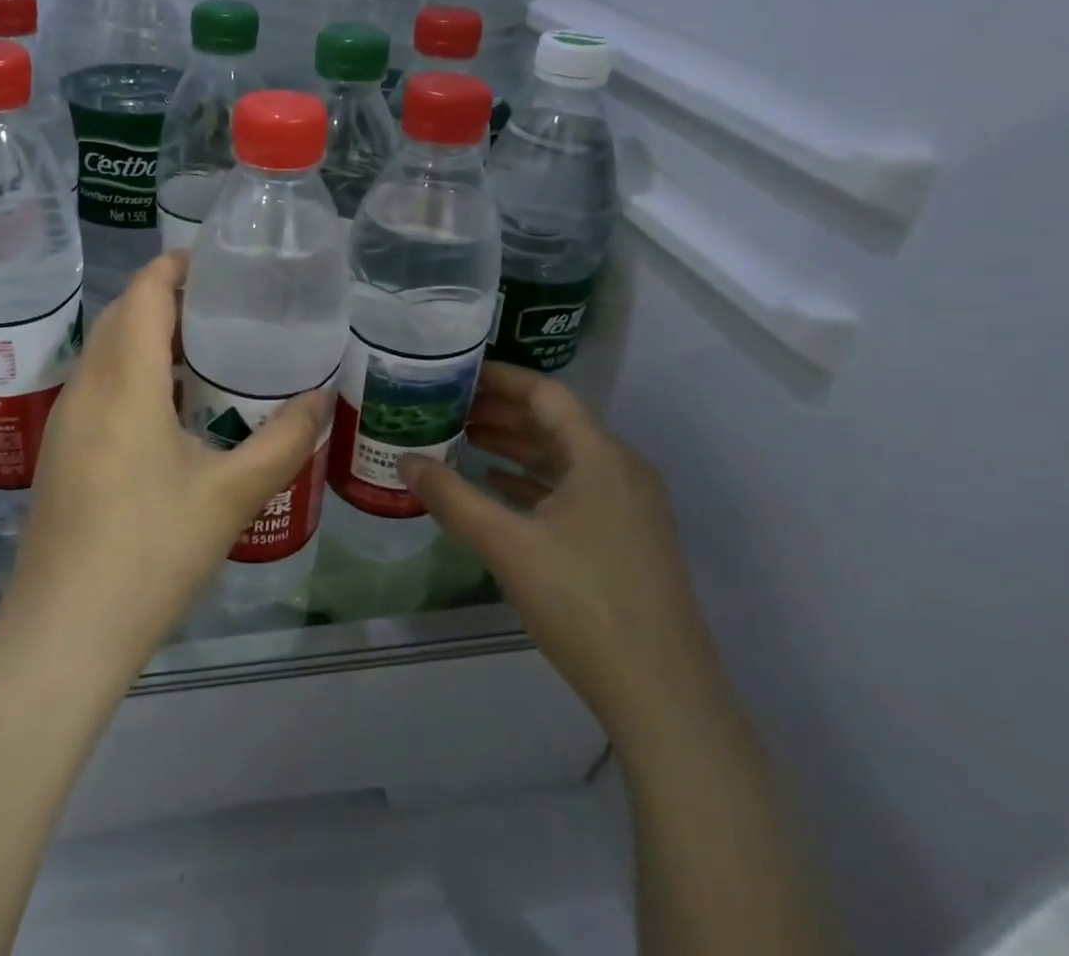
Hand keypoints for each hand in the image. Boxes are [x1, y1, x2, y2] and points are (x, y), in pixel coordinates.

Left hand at [0, 252, 331, 680]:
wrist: (63, 633)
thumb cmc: (149, 554)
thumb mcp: (230, 497)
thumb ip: (283, 441)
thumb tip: (323, 397)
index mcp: (124, 383)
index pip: (143, 292)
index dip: (177, 265)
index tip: (221, 262)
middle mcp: (86, 387)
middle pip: (121, 314)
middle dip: (167, 295)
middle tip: (227, 304)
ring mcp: (66, 419)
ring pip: (105, 348)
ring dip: (148, 333)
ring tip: (206, 346)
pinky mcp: (61, 449)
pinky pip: (98, 382)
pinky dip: (133, 368)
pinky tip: (171, 404)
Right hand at [400, 364, 725, 744]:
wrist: (664, 697)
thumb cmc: (584, 604)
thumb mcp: (507, 546)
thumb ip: (452, 498)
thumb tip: (404, 461)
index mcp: (601, 456)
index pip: (546, 394)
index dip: (500, 378)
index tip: (455, 372)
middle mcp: (622, 470)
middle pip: (556, 422)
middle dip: (501, 412)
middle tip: (448, 407)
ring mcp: (630, 507)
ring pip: (565, 457)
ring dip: (516, 446)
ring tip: (465, 439)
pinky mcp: (629, 539)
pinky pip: (576, 490)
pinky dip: (535, 481)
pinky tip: (499, 488)